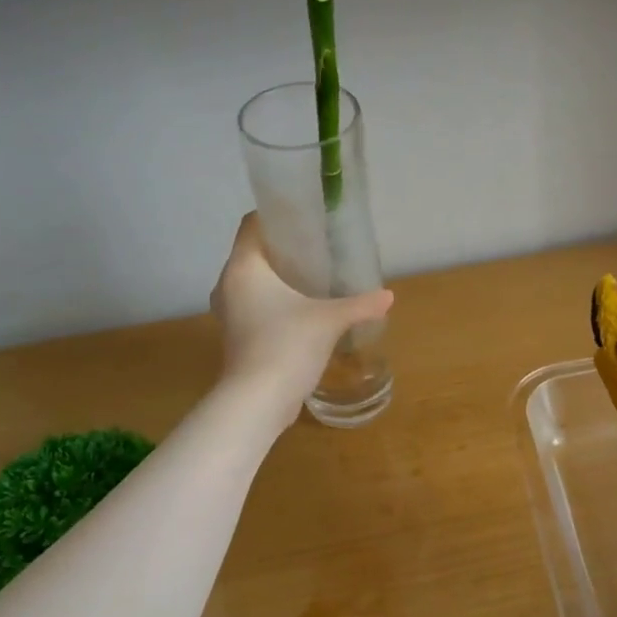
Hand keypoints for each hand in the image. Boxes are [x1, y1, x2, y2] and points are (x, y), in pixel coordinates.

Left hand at [210, 214, 393, 423]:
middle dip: (284, 248)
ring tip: (314, 277)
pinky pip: (254, 305)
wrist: (258, 401)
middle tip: (319, 247)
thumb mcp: (329, 320)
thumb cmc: (287, 345)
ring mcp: (229, 313)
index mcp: (243, 267)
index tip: (305, 217)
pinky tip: (302, 310)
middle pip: (254, 253)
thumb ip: (360, 304)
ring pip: (253, 282)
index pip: (251, 225)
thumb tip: (388, 296)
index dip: (276, 216)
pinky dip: (274, 302)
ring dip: (279, 278)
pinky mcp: (237, 336)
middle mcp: (228, 284)